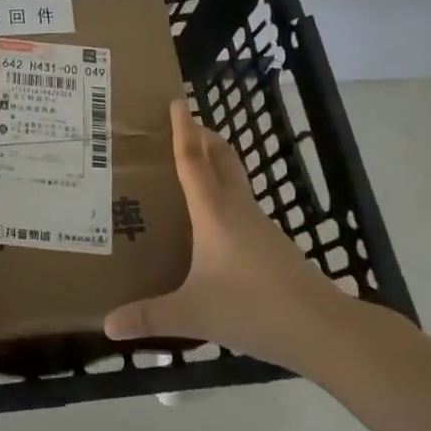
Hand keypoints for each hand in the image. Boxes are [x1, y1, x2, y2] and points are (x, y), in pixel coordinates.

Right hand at [104, 100, 353, 370]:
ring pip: (235, 179)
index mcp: (213, 212)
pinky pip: (242, 203)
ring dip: (215, 163)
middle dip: (203, 136)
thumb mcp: (193, 314)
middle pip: (221, 157)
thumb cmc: (253, 308)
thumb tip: (107, 326)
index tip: (176, 101)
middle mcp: (237, 208)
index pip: (192, 159)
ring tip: (190, 169)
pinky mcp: (273, 244)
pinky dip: (225, 193)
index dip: (182, 129)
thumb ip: (149, 317)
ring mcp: (260, 225)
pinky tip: (214, 220)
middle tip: (180, 126)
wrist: (323, 329)